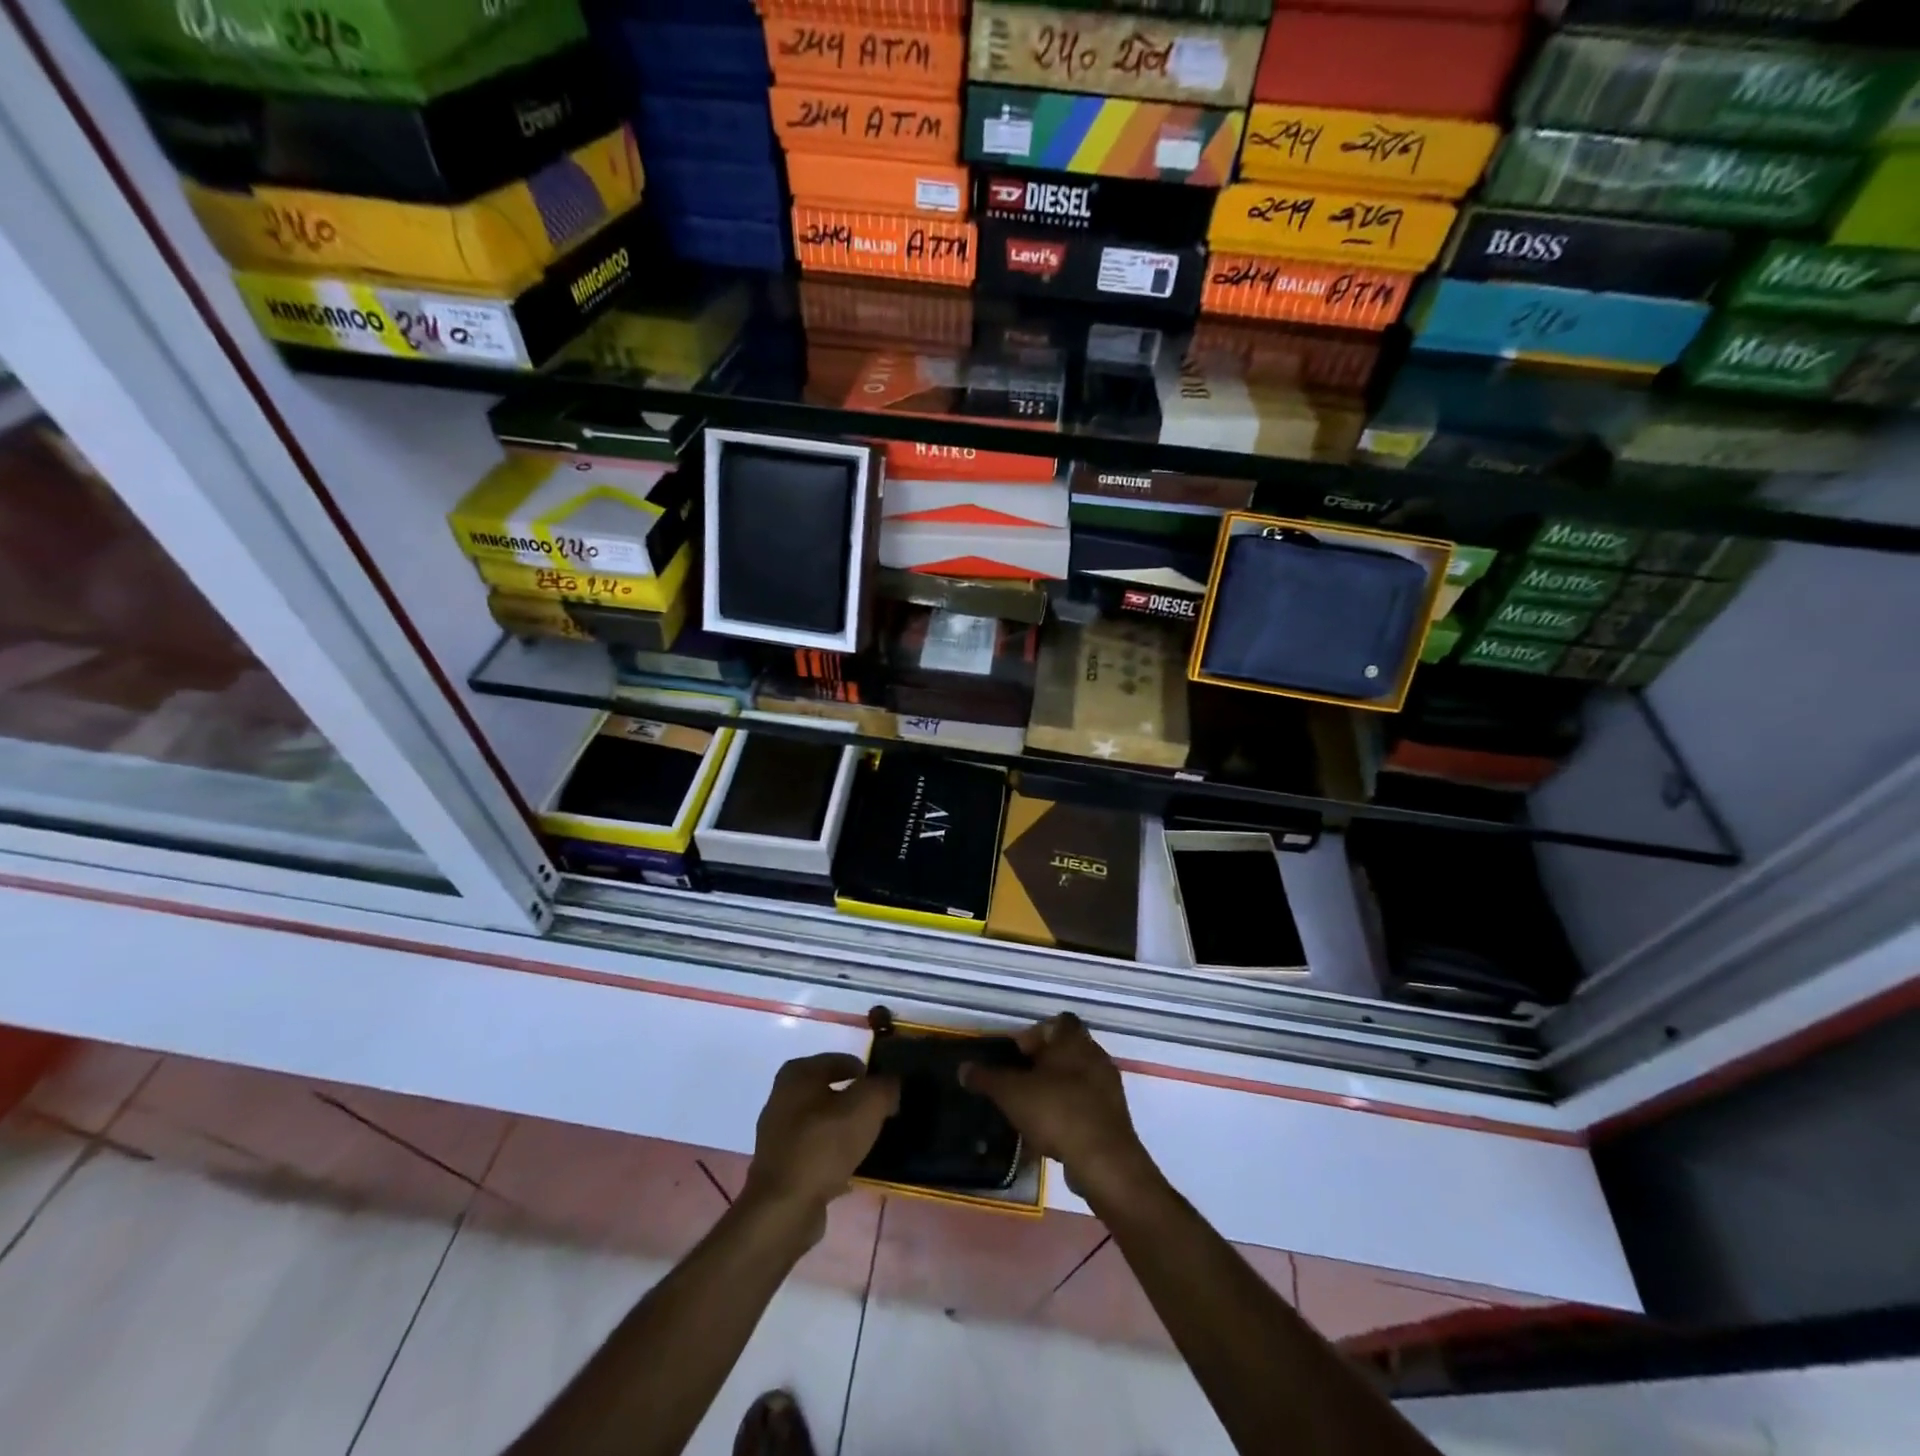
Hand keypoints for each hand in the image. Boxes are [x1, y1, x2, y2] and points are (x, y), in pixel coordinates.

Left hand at [741, 1053, 897, 1230]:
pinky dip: (832, 1155)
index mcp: (798, 1073)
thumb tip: (891, 1083)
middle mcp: (782, 1096)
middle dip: (856, 1101)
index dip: (868, 1073)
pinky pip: (815, 1151)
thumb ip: (884, 1087)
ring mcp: (778, 1132)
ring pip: (823, 1122)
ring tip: (869, 1141)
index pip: (841, 1060)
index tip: (887, 1091)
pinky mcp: (780, 1165)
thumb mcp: (867, 1106)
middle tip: (881, 1114)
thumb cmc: (824, 1145)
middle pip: (830, 1091)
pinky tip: (851, 1169)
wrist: (784, 1208)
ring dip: (844, 1129)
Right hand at [960, 1014, 1157, 1208]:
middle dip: (1042, 1065)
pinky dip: (1068, 1113)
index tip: (1017, 1056)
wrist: (1103, 1160)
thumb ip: (986, 1078)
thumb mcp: (1010, 1093)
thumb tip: (963, 1068)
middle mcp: (1095, 1055)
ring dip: (1055, 1091)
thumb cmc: (1055, 1111)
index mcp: (1073, 1040)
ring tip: (1030, 1112)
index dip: (1035, 1034)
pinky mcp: (1114, 1116)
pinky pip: (1085, 1106)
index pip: (1057, 1022)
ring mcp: (1108, 1087)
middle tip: (1019, 1084)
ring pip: (1076, 1079)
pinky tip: (1050, 1135)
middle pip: (1065, 1051)